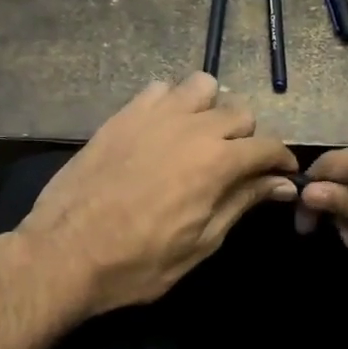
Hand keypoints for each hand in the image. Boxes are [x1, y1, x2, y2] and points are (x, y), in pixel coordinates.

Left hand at [15, 74, 298, 317]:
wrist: (65, 253)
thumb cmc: (138, 262)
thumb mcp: (202, 242)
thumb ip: (243, 202)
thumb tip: (282, 184)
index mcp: (217, 162)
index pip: (268, 146)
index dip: (281, 162)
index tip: (281, 177)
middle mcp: (192, 127)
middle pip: (240, 112)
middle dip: (247, 138)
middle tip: (235, 166)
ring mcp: (155, 114)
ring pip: (203, 87)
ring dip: (210, 110)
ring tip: (199, 139)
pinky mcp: (124, 114)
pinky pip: (160, 89)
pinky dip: (171, 103)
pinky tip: (162, 131)